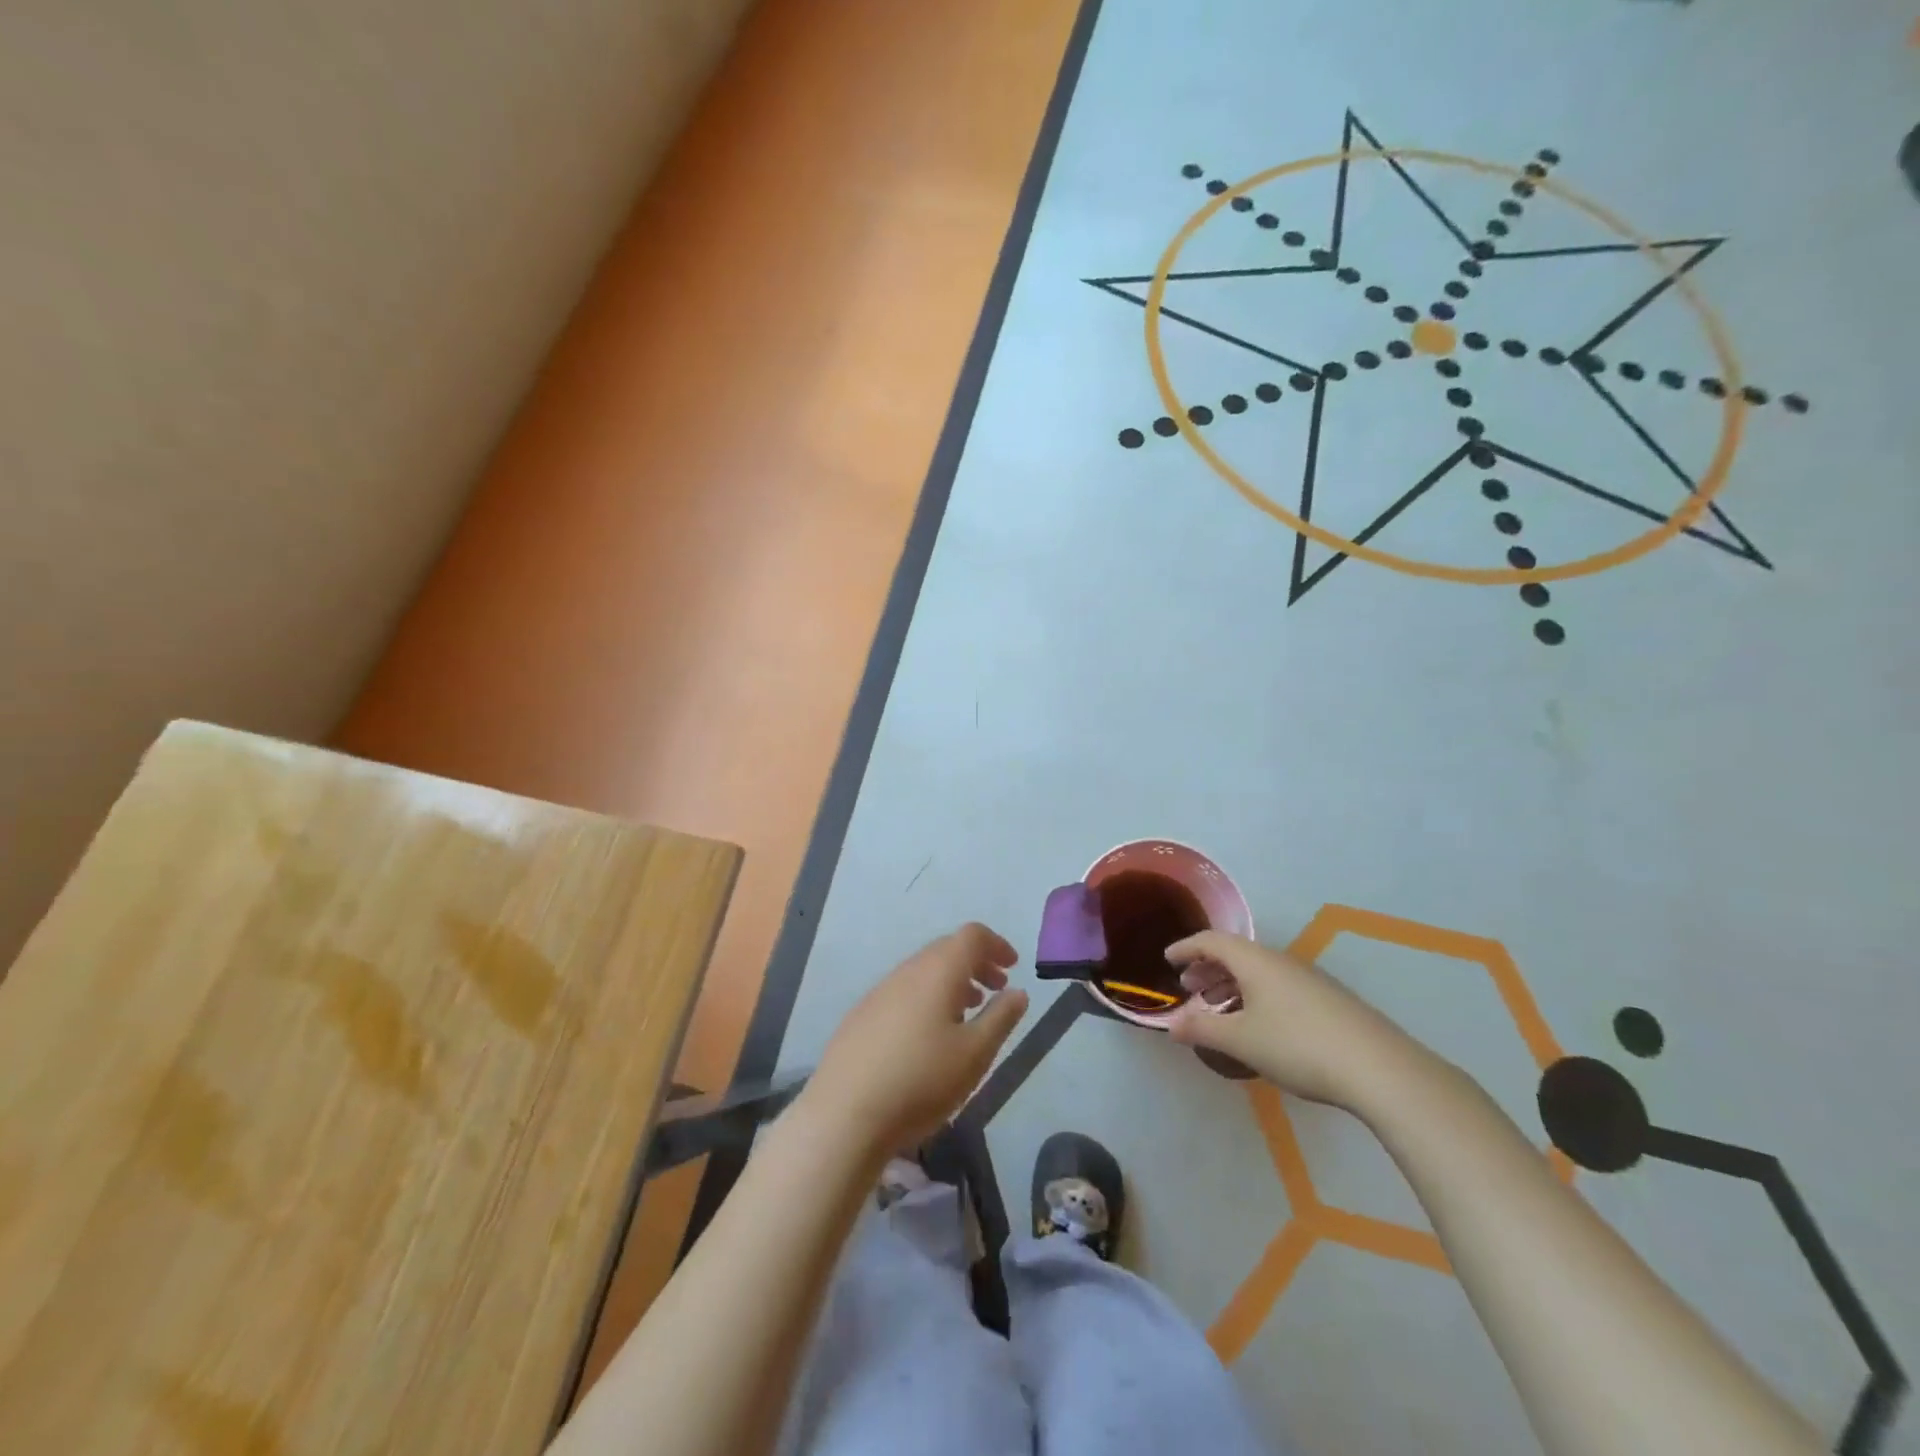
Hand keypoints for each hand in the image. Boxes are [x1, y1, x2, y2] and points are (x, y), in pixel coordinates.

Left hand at [803, 923, 1028, 1156]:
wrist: (844, 1114)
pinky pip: (904, 992)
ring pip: (923, 972)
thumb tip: (1017, 991)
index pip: (971, 935)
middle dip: (976, 963)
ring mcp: (879, 992)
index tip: (1013, 967)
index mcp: (938, 971)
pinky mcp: (861, 1016)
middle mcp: (907, 971)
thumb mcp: (974, 1054)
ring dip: (952, 982)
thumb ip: (1000, 1018)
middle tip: (996, 989)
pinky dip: (927, 998)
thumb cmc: (920, 1080)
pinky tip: (928, 1036)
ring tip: (968, 1013)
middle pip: (946, 950)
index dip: (996, 944)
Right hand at [1164, 931, 1424, 1111]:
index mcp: (1255, 961)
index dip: (1186, 948)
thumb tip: (1170, 1025)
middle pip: (1237, 954)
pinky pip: (1278, 986)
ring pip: (1259, 971)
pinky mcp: (1329, 1000)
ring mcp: (1309, 979)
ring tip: (1220, 1007)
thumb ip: (1202, 1028)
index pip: (1212, 941)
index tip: (1168, 959)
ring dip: (1233, 983)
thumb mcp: (1241, 1040)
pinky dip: (1256, 995)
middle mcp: (1281, 961)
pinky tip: (1259, 1024)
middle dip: (1209, 967)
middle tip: (1190, 986)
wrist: (1379, 1069)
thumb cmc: (1298, 1046)